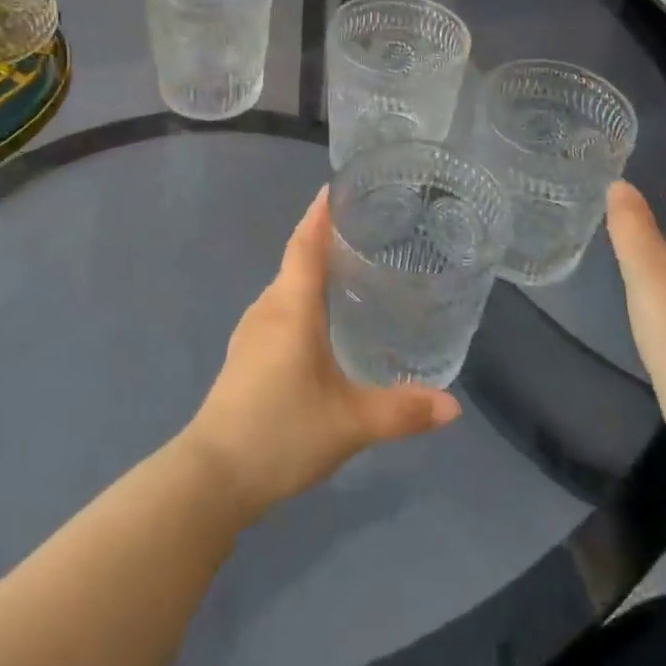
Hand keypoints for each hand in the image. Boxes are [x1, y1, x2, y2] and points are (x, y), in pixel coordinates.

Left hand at [181, 188, 461, 521]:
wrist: (212, 477)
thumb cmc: (281, 433)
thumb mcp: (349, 424)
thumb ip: (401, 411)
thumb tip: (453, 407)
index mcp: (291, 307)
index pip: (305, 243)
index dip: (320, 213)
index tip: (338, 187)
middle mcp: (268, 307)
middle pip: (296, 258)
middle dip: (324, 237)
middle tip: (366, 228)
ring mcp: (251, 330)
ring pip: (286, 285)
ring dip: (312, 269)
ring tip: (350, 268)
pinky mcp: (246, 353)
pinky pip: (279, 307)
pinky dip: (302, 297)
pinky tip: (322, 318)